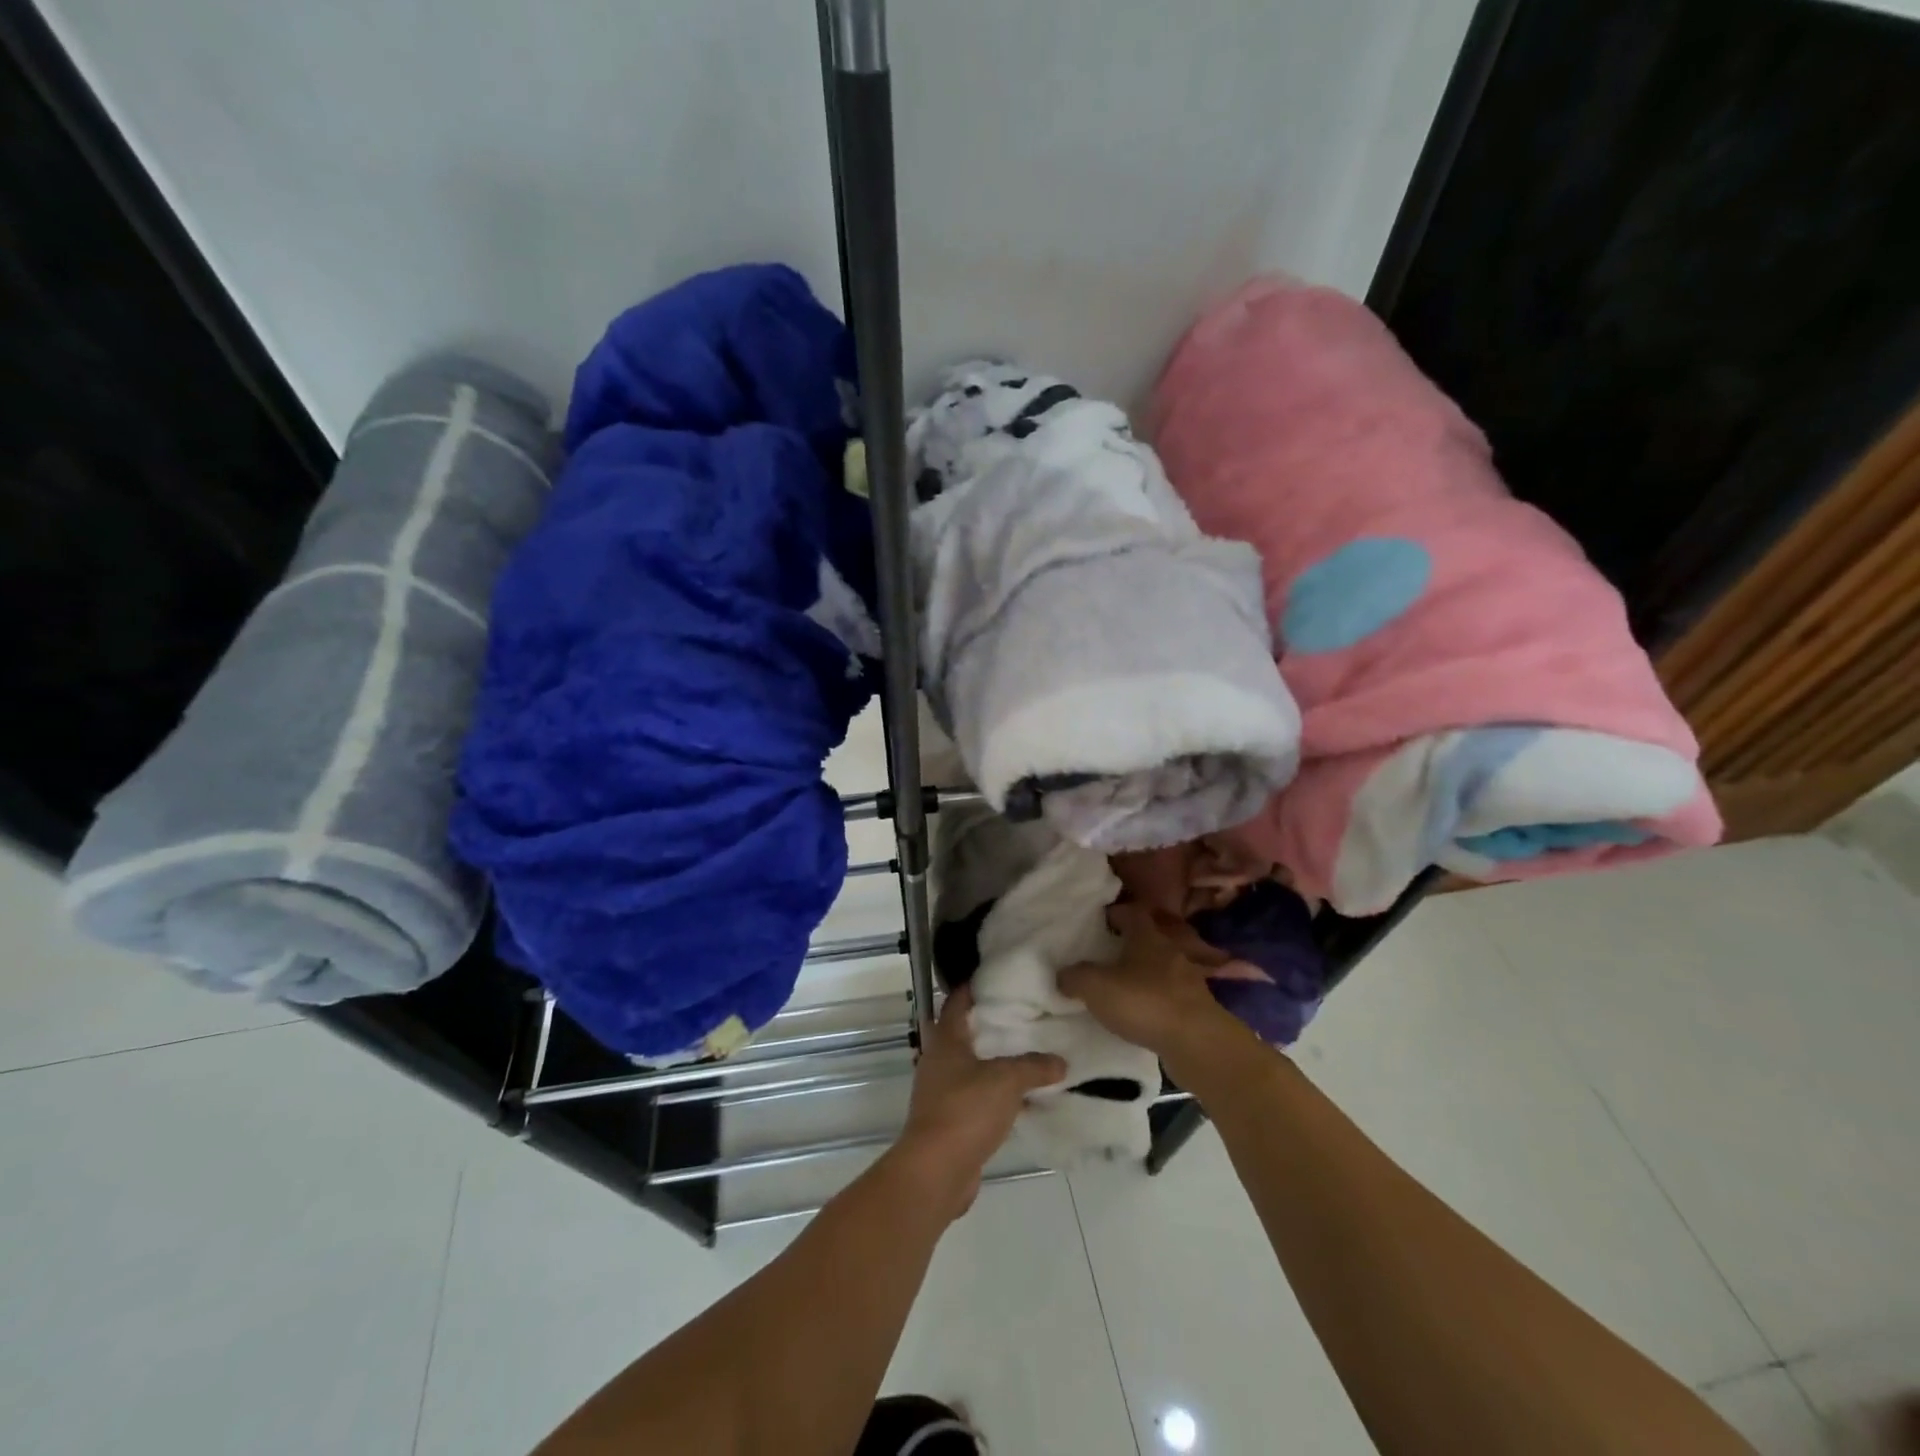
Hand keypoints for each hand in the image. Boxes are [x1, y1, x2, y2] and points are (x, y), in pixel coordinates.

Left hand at [893, 985, 1065, 1218]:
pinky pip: (977, 1098)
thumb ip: (1034, 1066)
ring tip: (1029, 1053)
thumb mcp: (1006, 1080)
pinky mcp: (951, 1121)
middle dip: (990, 1025)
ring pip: (972, 1068)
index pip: (956, 1002)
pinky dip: (996, 1094)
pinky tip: (1023, 1098)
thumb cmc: (965, 1110)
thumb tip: (1061, 1061)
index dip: (973, 987)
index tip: (996, 978)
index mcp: (945, 1041)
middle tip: (1023, 1015)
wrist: (936, 1171)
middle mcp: (939, 1061)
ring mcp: (942, 1093)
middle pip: (965, 1034)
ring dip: (995, 1062)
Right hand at [1058, 903, 1246, 1061]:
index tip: (1099, 921)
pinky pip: (1170, 996)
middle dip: (1128, 945)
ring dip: (1143, 975)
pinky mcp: (1196, 1008)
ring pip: (1161, 968)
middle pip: (1148, 939)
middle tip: (1105, 955)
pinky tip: (1142, 1014)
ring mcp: (1188, 980)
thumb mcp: (1096, 987)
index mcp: (1148, 936)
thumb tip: (1063, 975)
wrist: (1198, 1043)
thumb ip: (1075, 977)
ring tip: (1122, 988)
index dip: (1115, 913)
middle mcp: (1171, 951)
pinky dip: (1156, 1000)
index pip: (1132, 912)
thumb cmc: (1144, 1002)